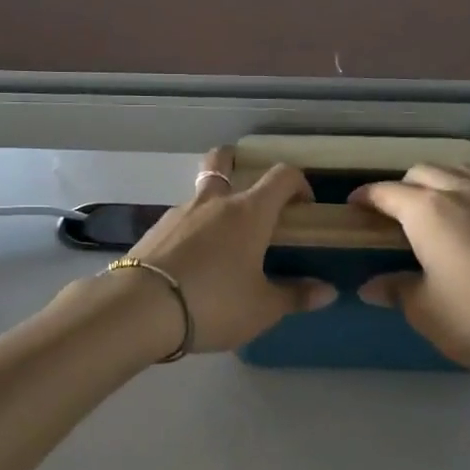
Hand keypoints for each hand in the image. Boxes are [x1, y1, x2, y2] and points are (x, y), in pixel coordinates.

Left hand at [118, 148, 333, 353]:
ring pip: (200, 192)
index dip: (299, 183)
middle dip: (238, 162)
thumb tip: (327, 291)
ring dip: (214, 204)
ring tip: (221, 243)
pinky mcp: (153, 230)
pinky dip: (191, 230)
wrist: (141, 308)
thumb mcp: (262, 308)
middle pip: (224, 160)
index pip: (281, 176)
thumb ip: (295, 296)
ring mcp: (179, 212)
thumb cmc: (214, 303)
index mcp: (249, 212)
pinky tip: (192, 262)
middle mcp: (214, 201)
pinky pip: (180, 220)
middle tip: (250, 191)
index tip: (304, 206)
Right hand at [351, 166, 469, 379]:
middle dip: (403, 187)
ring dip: (439, 181)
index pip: (386, 193)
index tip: (355, 205)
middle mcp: (462, 190)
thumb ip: (395, 289)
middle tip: (396, 214)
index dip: (366, 197)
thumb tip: (370, 286)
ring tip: (437, 208)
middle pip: (422, 172)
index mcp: (428, 212)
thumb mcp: (425, 311)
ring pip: (459, 169)